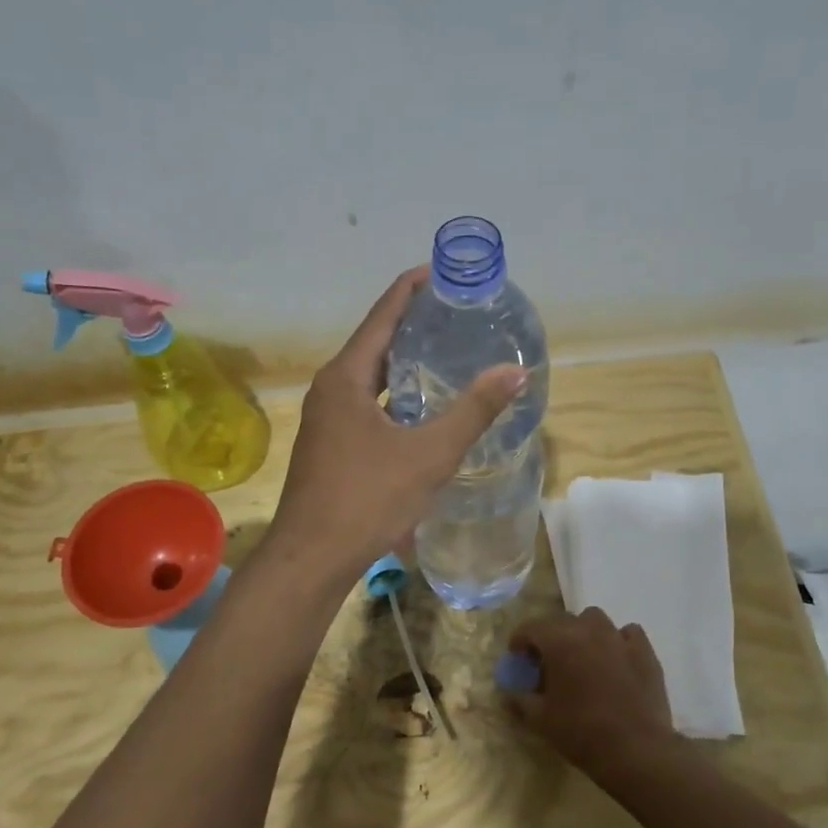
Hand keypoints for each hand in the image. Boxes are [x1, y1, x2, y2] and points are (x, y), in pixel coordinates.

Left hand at [266, 266, 526, 583]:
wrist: (312, 557)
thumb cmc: (368, 498)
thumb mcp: (429, 454)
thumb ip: (473, 410)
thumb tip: (516, 371)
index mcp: (346, 377)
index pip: (382, 315)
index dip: (411, 289)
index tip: (442, 271)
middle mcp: (331, 389)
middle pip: (375, 342)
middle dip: (413, 324)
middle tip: (455, 313)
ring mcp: (326, 418)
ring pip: (370, 377)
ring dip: (403, 362)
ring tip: (445, 353)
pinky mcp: (330, 444)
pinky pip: (366, 403)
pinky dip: (395, 395)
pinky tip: (421, 409)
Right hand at [505, 608, 682, 782]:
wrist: (636, 750)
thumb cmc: (581, 733)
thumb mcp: (540, 720)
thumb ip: (520, 700)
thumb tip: (510, 692)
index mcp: (559, 641)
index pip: (531, 627)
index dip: (520, 640)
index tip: (517, 657)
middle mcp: (589, 630)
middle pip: (561, 620)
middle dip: (550, 636)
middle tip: (547, 661)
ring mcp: (620, 638)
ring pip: (595, 620)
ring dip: (583, 632)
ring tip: (582, 656)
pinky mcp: (645, 652)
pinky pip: (627, 633)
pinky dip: (617, 641)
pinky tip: (616, 660)